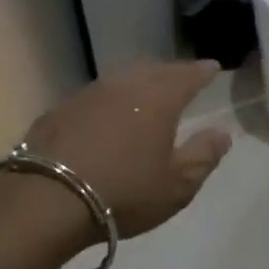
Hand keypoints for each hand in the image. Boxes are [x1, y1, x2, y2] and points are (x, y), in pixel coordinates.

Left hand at [24, 59, 231, 237]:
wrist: (47, 199)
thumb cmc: (124, 193)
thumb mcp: (176, 186)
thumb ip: (203, 156)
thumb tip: (221, 133)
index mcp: (159, 99)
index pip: (187, 75)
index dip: (202, 71)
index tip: (212, 69)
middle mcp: (124, 85)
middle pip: (152, 69)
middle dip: (170, 72)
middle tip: (180, 81)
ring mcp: (87, 94)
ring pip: (120, 78)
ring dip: (137, 82)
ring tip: (145, 95)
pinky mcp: (59, 109)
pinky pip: (94, 96)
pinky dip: (108, 101)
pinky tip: (106, 117)